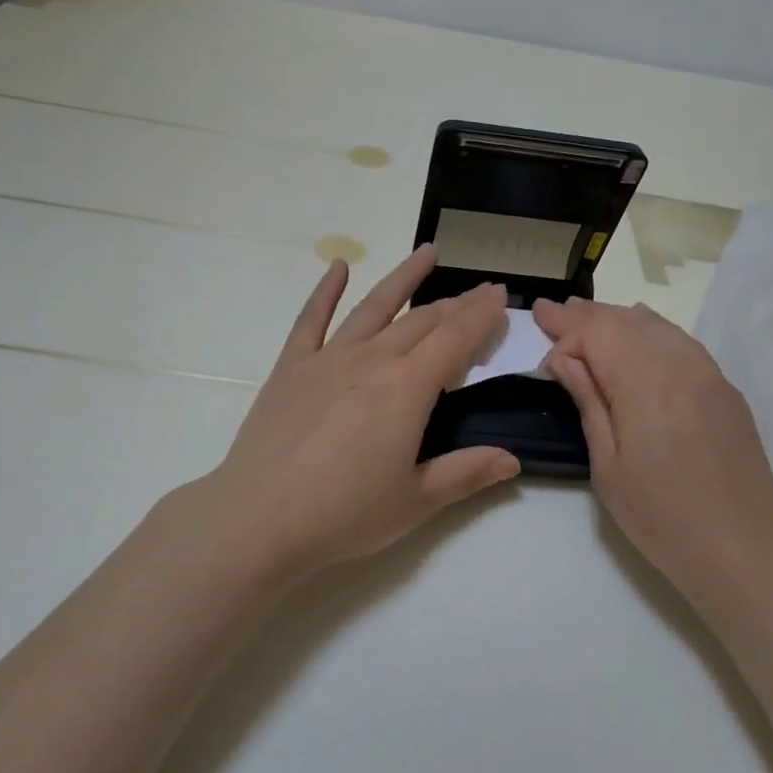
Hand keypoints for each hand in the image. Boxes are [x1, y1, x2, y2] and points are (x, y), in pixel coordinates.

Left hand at [191, 246, 520, 575]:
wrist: (258, 519)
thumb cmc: (344, 514)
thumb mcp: (416, 501)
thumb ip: (467, 473)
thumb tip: (513, 460)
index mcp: (408, 388)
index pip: (456, 339)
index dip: (482, 315)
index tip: (500, 295)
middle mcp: (372, 360)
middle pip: (422, 320)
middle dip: (456, 303)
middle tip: (479, 290)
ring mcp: (328, 358)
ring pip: (375, 306)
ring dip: (404, 277)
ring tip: (428, 252)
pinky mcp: (291, 366)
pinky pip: (311, 318)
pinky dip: (326, 290)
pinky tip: (337, 267)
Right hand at [533, 297, 772, 597]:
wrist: (742, 551)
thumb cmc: (660, 516)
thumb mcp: (607, 465)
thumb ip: (588, 401)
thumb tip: (565, 358)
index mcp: (645, 382)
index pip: (597, 333)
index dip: (565, 325)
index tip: (538, 317)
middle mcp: (680, 364)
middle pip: (626, 322)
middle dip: (587, 315)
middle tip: (554, 310)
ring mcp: (709, 374)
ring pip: (657, 327)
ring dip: (619, 319)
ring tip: (589, 315)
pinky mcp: (725, 390)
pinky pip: (682, 343)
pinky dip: (652, 331)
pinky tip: (640, 334)